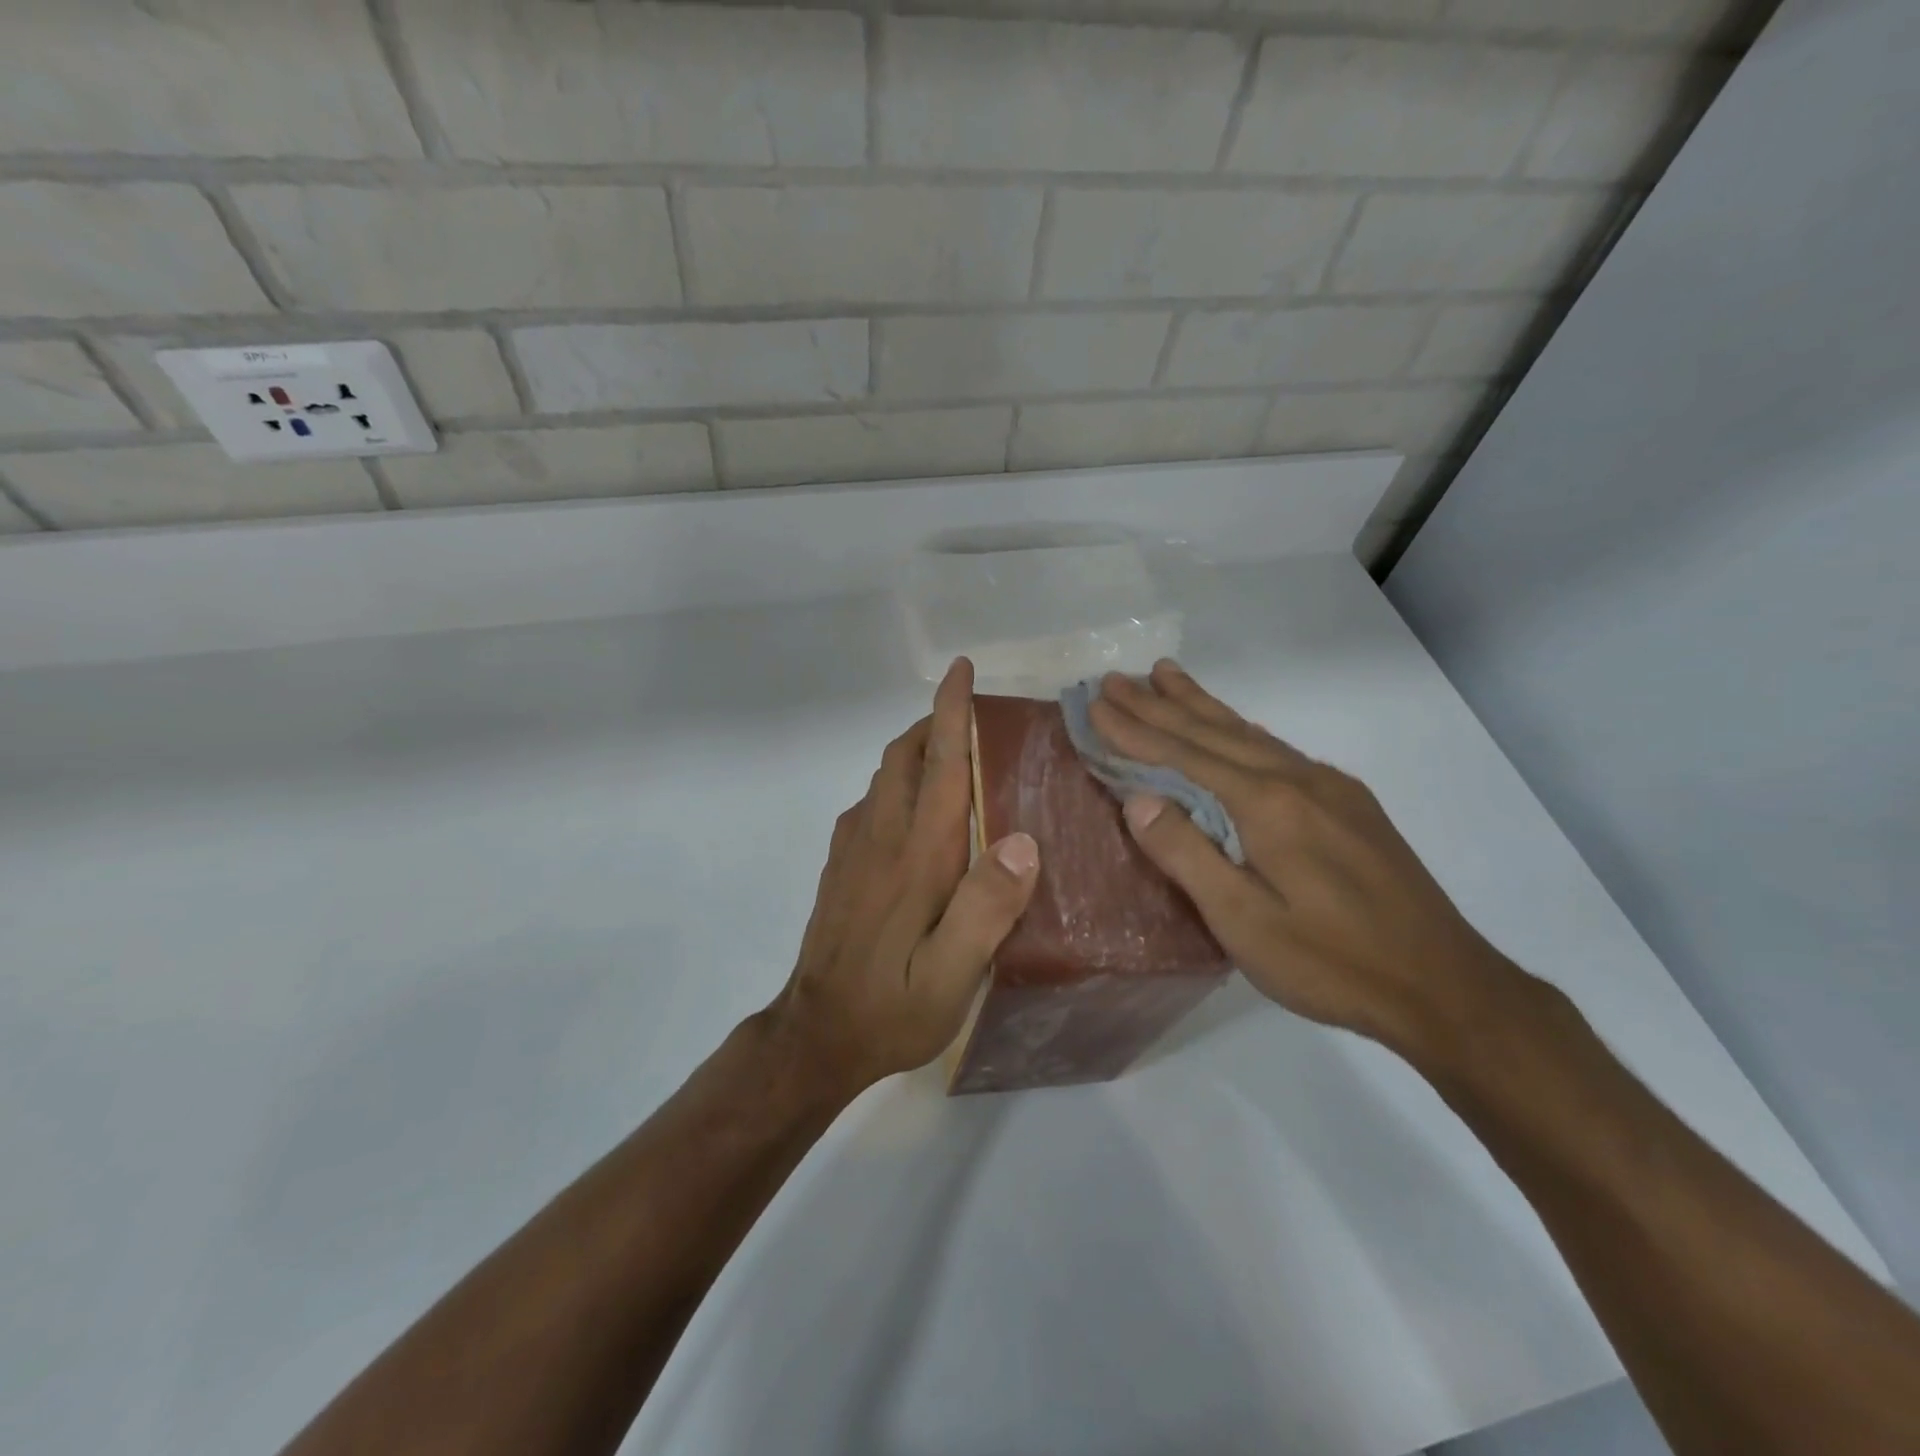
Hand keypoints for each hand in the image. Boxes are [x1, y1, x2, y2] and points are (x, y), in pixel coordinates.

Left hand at [766, 657, 1039, 1090]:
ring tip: (953, 758)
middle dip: (933, 724)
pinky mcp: (840, 866)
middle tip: (974, 721)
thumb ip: (986, 908)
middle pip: (903, 757)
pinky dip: (898, 783)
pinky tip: (918, 812)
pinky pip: (872, 803)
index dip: (950, 712)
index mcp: (916, 855)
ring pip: (885, 776)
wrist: (816, 1035)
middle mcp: (880, 837)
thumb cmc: (892, 1006)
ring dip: (916, 752)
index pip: (937, 765)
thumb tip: (1023, 842)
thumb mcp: (953, 975)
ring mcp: (852, 849)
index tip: (960, 670)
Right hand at [1090, 660, 1517, 1060]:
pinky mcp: (1349, 804)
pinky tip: (1232, 726)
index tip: (1096, 702)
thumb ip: (1187, 854)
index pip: (1184, 754)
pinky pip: (1276, 749)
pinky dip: (1239, 729)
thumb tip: (1138, 798)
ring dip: (1199, 705)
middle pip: (1212, 732)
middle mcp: (1297, 779)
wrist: (1444, 986)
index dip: (1134, 729)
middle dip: (1158, 704)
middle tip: (1115, 677)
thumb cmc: (1331, 962)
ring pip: (1248, 732)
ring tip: (1165, 675)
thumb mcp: (1243, 922)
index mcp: (1267, 804)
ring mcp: (1329, 787)